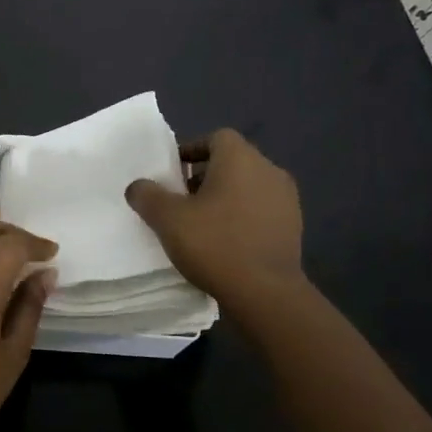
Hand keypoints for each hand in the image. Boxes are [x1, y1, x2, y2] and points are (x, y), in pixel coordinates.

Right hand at [124, 129, 304, 308]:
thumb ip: (147, 195)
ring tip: (202, 223)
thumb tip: (138, 186)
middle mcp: (269, 170)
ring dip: (225, 198)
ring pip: (248, 187)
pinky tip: (226, 243)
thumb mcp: (167, 219)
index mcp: (241, 158)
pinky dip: (243, 217)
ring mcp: (287, 199)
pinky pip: (261, 211)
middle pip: (232, 162)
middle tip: (182, 200)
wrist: (266, 293)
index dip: (192, 150)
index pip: (216, 138)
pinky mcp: (294, 227)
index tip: (173, 172)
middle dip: (205, 176)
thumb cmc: (215, 244)